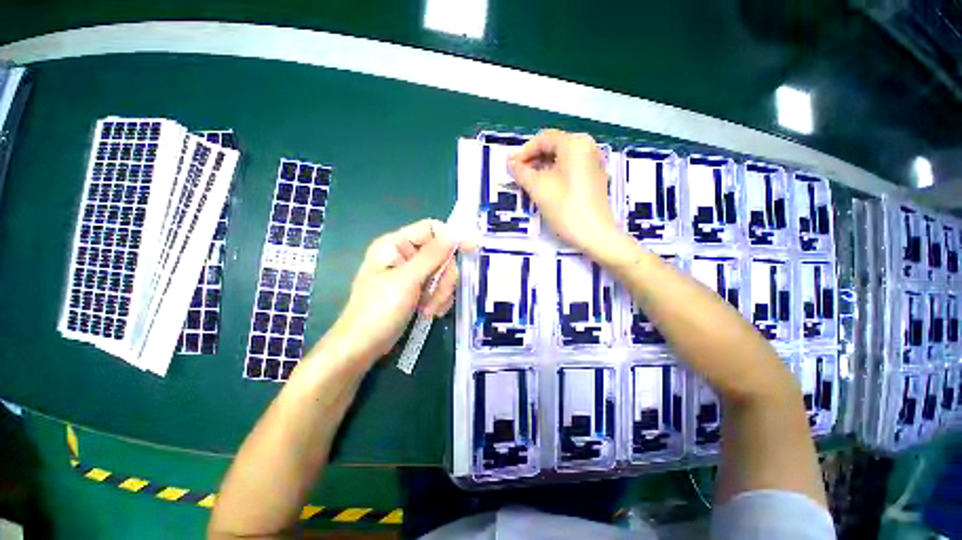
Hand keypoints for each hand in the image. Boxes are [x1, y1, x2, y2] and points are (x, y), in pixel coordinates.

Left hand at [328, 219, 461, 362]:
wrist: (362, 347)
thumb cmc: (379, 310)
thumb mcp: (407, 280)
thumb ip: (432, 255)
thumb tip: (454, 233)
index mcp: (396, 245)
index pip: (431, 229)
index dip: (451, 238)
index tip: (470, 251)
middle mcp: (405, 255)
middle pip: (441, 255)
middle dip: (443, 277)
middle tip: (437, 296)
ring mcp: (412, 274)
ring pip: (443, 273)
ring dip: (441, 293)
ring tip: (429, 309)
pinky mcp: (417, 290)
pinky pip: (439, 287)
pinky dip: (438, 300)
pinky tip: (429, 313)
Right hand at [508, 129, 619, 255]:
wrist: (594, 234)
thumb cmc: (565, 207)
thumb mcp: (538, 188)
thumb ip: (521, 172)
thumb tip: (510, 162)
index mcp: (575, 143)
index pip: (543, 139)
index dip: (524, 152)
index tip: (511, 168)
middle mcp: (587, 147)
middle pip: (553, 147)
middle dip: (533, 160)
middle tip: (518, 177)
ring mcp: (593, 163)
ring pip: (561, 159)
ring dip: (542, 169)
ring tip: (529, 184)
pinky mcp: (594, 178)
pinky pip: (570, 169)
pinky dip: (555, 175)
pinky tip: (546, 189)